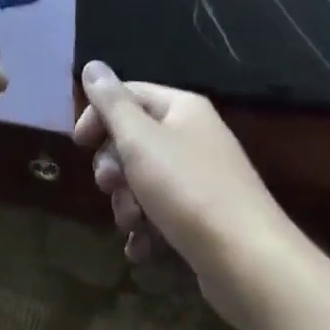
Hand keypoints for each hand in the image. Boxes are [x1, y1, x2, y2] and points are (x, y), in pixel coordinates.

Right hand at [74, 60, 292, 320]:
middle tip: (110, 186)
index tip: (79, 144)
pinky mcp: (205, 219)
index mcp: (182, 108)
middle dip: (114, 167)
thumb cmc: (188, 190)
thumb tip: (92, 65)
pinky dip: (147, 230)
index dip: (99, 114)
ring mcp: (202, 179)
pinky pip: (163, 215)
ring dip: (128, 203)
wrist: (250, 264)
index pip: (129, 94)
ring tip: (132, 224)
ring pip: (145, 180)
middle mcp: (194, 136)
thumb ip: (111, 103)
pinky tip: (141, 250)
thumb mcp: (140, 140)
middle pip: (135, 139)